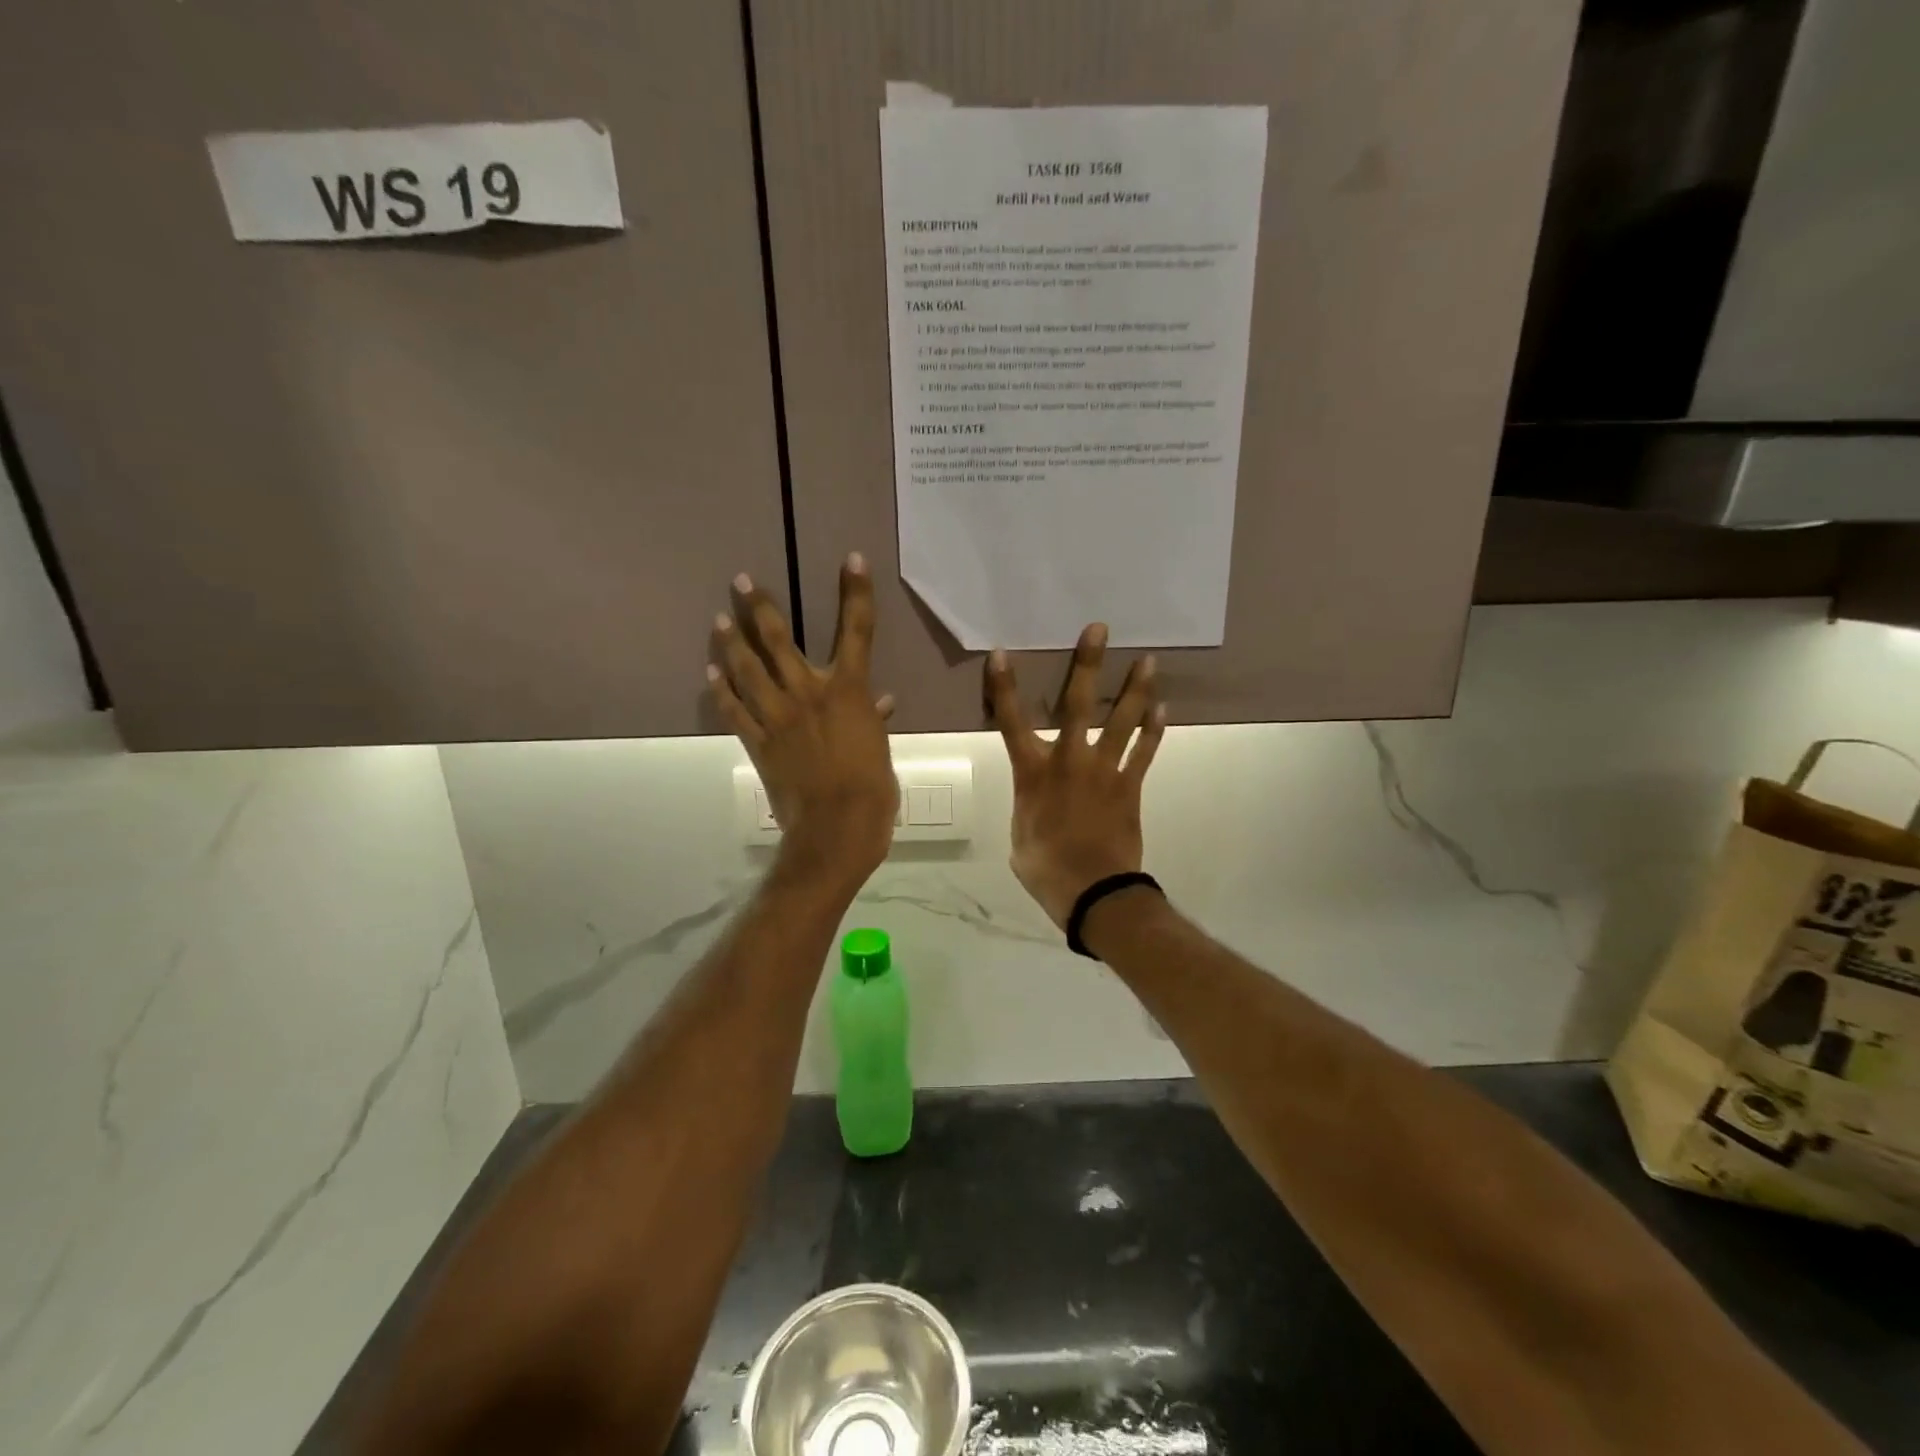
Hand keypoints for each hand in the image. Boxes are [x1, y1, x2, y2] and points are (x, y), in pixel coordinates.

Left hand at [709, 554, 898, 887]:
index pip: (857, 631)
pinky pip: (735, 711)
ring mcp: (778, 716)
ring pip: (749, 670)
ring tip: (719, 619)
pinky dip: (722, 691)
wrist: (838, 825)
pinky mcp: (758, 741)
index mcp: (849, 691)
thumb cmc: (872, 787)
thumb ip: (873, 719)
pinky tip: (711, 674)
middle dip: (761, 608)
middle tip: (741, 581)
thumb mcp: (880, 748)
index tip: (852, 559)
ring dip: (733, 642)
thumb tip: (880, 703)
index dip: (856, 593)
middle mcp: (809, 692)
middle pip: (780, 640)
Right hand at [985, 624, 1165, 929]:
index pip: (1011, 721)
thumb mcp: (1020, 836)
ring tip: (1148, 660)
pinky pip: (1144, 752)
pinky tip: (1163, 708)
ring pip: (1121, 721)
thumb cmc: (1045, 867)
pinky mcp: (1130, 786)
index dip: (1005, 687)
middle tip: (1099, 629)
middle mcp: (1068, 760)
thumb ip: (1028, 807)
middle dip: (1087, 664)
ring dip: (1135, 689)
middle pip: (1076, 704)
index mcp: (1033, 772)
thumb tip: (1037, 800)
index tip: (1002, 654)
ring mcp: (1104, 770)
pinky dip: (1154, 730)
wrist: (1093, 891)